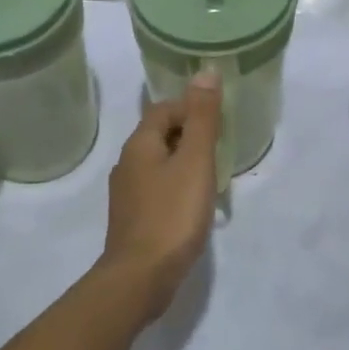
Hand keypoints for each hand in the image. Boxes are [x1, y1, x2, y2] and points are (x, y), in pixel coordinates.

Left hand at [97, 71, 222, 320]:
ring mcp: (127, 193)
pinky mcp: (133, 218)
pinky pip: (157, 190)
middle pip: (161, 134)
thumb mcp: (195, 161)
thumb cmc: (172, 215)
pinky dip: (177, 188)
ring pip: (159, 163)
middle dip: (191, 135)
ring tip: (212, 177)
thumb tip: (205, 71)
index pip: (164, 108)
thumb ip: (203, 118)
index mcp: (140, 144)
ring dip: (185, 163)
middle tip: (221, 150)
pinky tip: (194, 206)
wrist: (140, 278)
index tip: (219, 124)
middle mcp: (127, 163)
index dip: (192, 108)